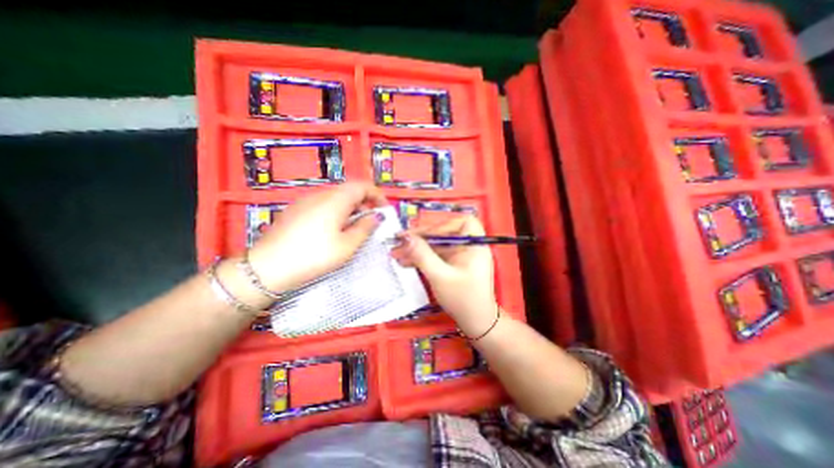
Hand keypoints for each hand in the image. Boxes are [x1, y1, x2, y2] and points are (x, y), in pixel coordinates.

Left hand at [247, 182, 387, 291]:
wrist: (267, 267)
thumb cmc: (314, 256)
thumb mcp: (347, 246)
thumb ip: (365, 228)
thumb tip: (376, 216)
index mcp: (335, 200)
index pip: (362, 186)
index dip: (377, 194)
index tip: (384, 209)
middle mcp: (320, 194)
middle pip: (348, 190)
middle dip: (364, 202)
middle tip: (371, 221)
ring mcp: (305, 201)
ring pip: (335, 197)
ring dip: (350, 207)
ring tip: (353, 227)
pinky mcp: (295, 210)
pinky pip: (322, 204)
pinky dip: (336, 211)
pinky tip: (333, 229)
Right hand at [389, 216, 496, 336]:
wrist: (475, 323)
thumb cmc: (463, 299)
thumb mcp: (440, 277)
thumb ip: (423, 256)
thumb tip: (406, 237)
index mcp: (475, 245)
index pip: (461, 221)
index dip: (442, 224)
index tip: (422, 233)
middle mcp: (468, 246)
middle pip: (444, 233)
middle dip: (421, 238)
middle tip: (399, 242)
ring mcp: (460, 255)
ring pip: (437, 245)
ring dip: (417, 248)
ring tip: (396, 253)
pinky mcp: (452, 264)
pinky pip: (436, 255)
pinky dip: (422, 257)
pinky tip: (405, 262)